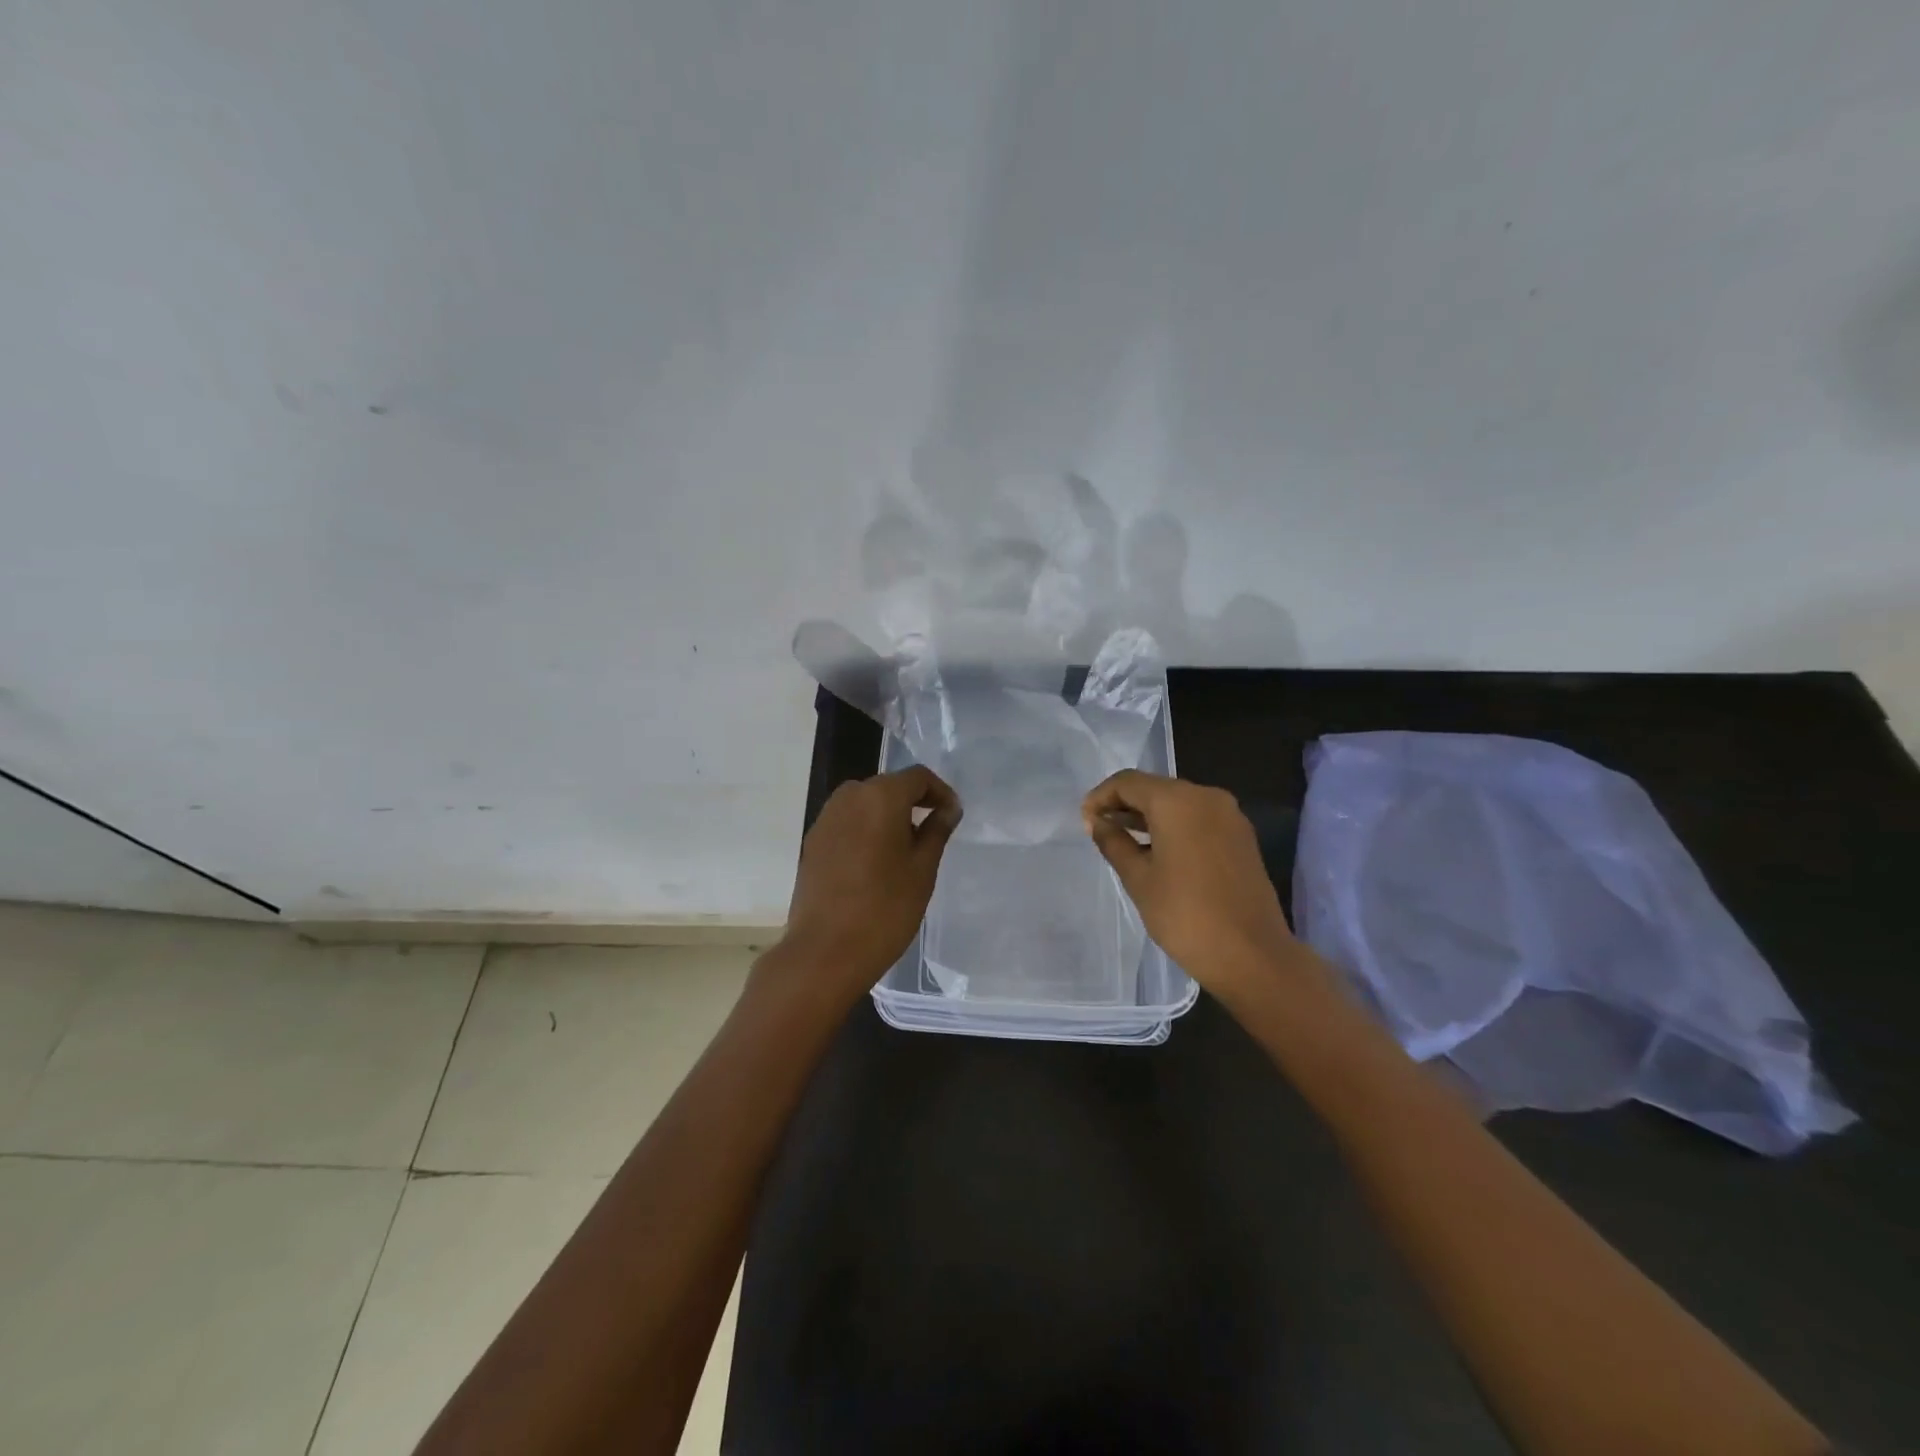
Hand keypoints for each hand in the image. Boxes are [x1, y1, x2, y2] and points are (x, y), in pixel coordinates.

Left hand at [774, 766, 961, 1006]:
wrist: (824, 952)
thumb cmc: (884, 909)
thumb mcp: (922, 870)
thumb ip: (936, 831)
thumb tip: (948, 809)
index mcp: (880, 796)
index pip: (917, 777)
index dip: (940, 792)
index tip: (952, 816)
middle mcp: (848, 798)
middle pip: (888, 787)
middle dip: (913, 803)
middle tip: (932, 833)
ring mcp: (825, 820)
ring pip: (865, 804)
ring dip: (887, 817)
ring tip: (904, 851)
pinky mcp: (812, 843)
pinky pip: (846, 823)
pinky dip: (865, 831)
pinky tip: (875, 864)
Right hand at [1082, 770, 1295, 1000]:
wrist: (1252, 955)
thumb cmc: (1185, 915)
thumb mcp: (1138, 878)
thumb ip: (1114, 843)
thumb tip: (1097, 822)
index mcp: (1178, 801)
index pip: (1128, 782)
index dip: (1101, 797)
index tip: (1084, 821)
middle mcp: (1206, 797)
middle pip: (1155, 788)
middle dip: (1124, 805)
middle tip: (1100, 830)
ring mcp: (1229, 816)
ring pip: (1178, 803)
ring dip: (1149, 817)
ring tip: (1123, 841)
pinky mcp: (1241, 837)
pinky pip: (1198, 819)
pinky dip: (1174, 827)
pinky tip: (1157, 851)